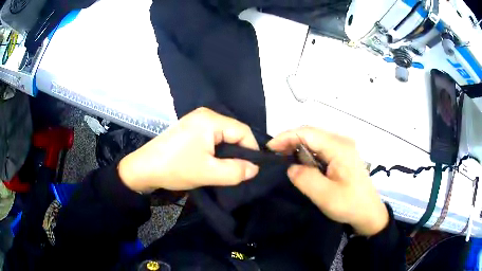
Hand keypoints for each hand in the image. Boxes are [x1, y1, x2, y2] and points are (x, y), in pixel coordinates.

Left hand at [118, 107, 259, 191]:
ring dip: (228, 153)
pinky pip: (213, 138)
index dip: (252, 150)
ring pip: (224, 136)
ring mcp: (196, 120)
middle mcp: (205, 114)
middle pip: (234, 132)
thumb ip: (236, 171)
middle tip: (239, 171)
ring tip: (227, 169)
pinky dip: (217, 150)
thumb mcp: (209, 173)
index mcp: (211, 119)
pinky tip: (214, 162)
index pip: (243, 131)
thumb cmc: (175, 168)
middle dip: (239, 152)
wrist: (144, 168)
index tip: (252, 169)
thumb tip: (255, 168)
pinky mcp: (191, 129)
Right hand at [268, 127, 388, 235]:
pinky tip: (301, 165)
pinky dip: (306, 154)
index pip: (308, 133)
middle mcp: (341, 142)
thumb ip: (305, 179)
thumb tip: (290, 167)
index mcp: (339, 147)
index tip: (269, 149)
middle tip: (274, 156)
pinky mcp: (342, 155)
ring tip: (283, 161)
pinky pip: (320, 149)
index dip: (286, 137)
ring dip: (298, 148)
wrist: (369, 213)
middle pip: (311, 133)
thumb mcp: (326, 196)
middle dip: (290, 141)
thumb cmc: (350, 205)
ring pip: (314, 141)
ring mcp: (342, 148)